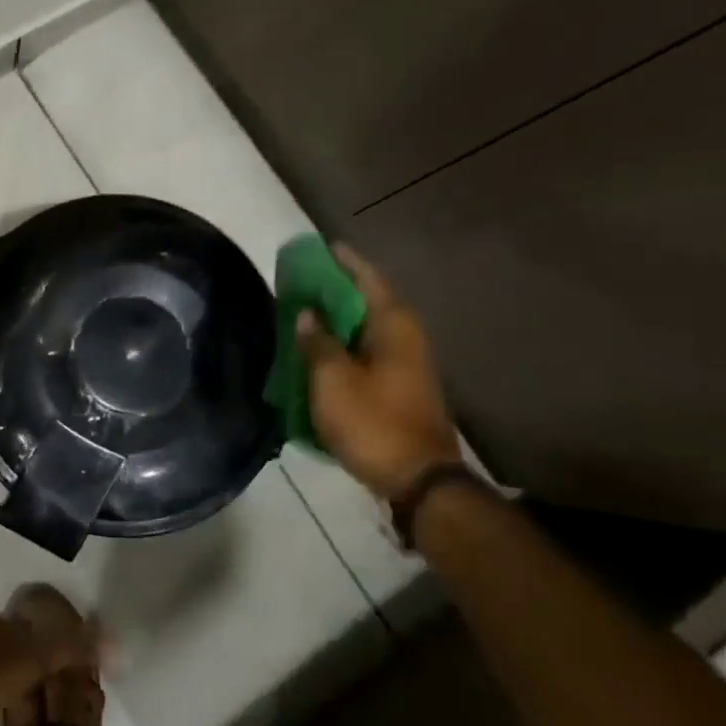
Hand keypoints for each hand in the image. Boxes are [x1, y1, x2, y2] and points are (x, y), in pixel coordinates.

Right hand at [296, 246, 460, 513]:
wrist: (419, 479)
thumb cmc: (373, 423)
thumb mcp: (332, 381)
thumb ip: (317, 343)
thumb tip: (306, 314)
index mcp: (393, 327)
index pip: (368, 279)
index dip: (344, 262)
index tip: (322, 247)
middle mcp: (406, 337)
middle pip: (370, 300)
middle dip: (338, 288)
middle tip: (305, 280)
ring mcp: (409, 363)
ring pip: (369, 327)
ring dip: (340, 318)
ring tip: (308, 311)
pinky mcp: (403, 385)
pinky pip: (370, 349)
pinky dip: (347, 342)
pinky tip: (324, 350)